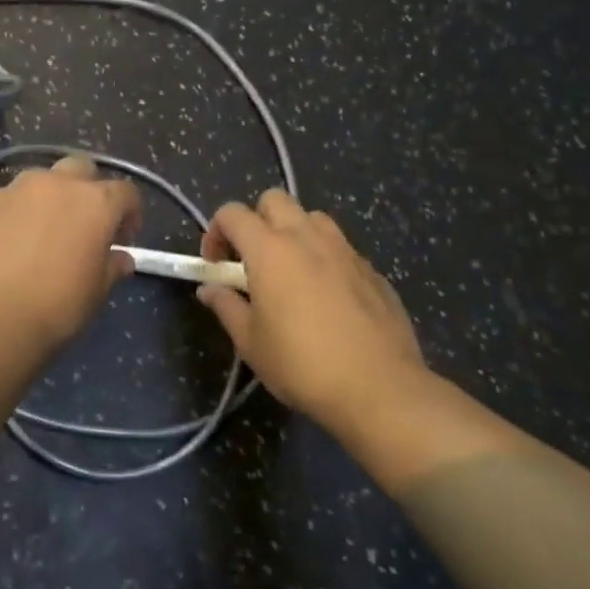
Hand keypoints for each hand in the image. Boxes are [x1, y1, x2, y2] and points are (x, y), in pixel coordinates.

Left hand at [0, 154, 142, 352]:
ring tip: (41, 234)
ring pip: (39, 180)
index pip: (125, 192)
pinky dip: (14, 215)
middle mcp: (55, 184)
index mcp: (94, 202)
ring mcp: (14, 190)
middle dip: (88, 189)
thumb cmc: (53, 308)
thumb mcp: (94, 294)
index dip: (130, 213)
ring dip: (48, 199)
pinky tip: (6, 246)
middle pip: (81, 168)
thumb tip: (120, 258)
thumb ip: (111, 268)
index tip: (123, 238)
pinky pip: (7, 201)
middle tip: (83, 224)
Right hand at [196, 190, 427, 432]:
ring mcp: (345, 250)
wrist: (379, 389)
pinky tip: (328, 299)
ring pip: (313, 218)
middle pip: (274, 200)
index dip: (215, 233)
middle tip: (253, 261)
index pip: (232, 213)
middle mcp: (307, 237)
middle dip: (257, 220)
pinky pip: (341, 248)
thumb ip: (226, 306)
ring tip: (292, 273)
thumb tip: (210, 289)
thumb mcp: (250, 342)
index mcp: (270, 249)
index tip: (215, 266)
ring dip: (294, 233)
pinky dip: (325, 259)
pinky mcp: (372, 270)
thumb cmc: (302, 364)